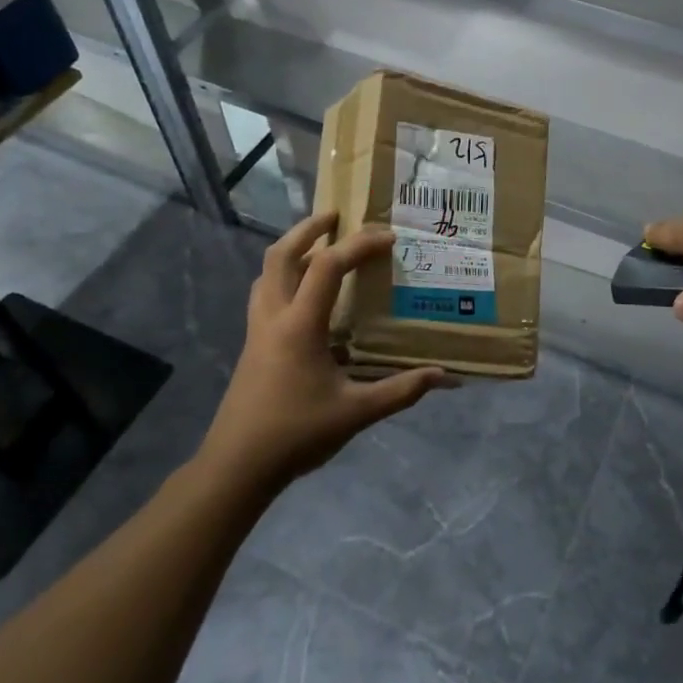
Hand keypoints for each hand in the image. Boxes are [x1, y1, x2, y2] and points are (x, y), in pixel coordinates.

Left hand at [202, 211, 449, 488]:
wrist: (236, 466)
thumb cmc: (296, 433)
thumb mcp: (356, 413)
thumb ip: (401, 390)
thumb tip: (445, 376)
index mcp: (299, 325)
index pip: (328, 266)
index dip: (359, 245)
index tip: (388, 238)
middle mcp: (273, 317)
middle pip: (281, 254)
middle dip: (308, 229)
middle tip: (336, 216)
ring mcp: (257, 331)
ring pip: (266, 273)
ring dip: (292, 250)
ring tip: (319, 246)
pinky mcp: (252, 346)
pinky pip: (264, 294)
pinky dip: (283, 277)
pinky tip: (304, 295)